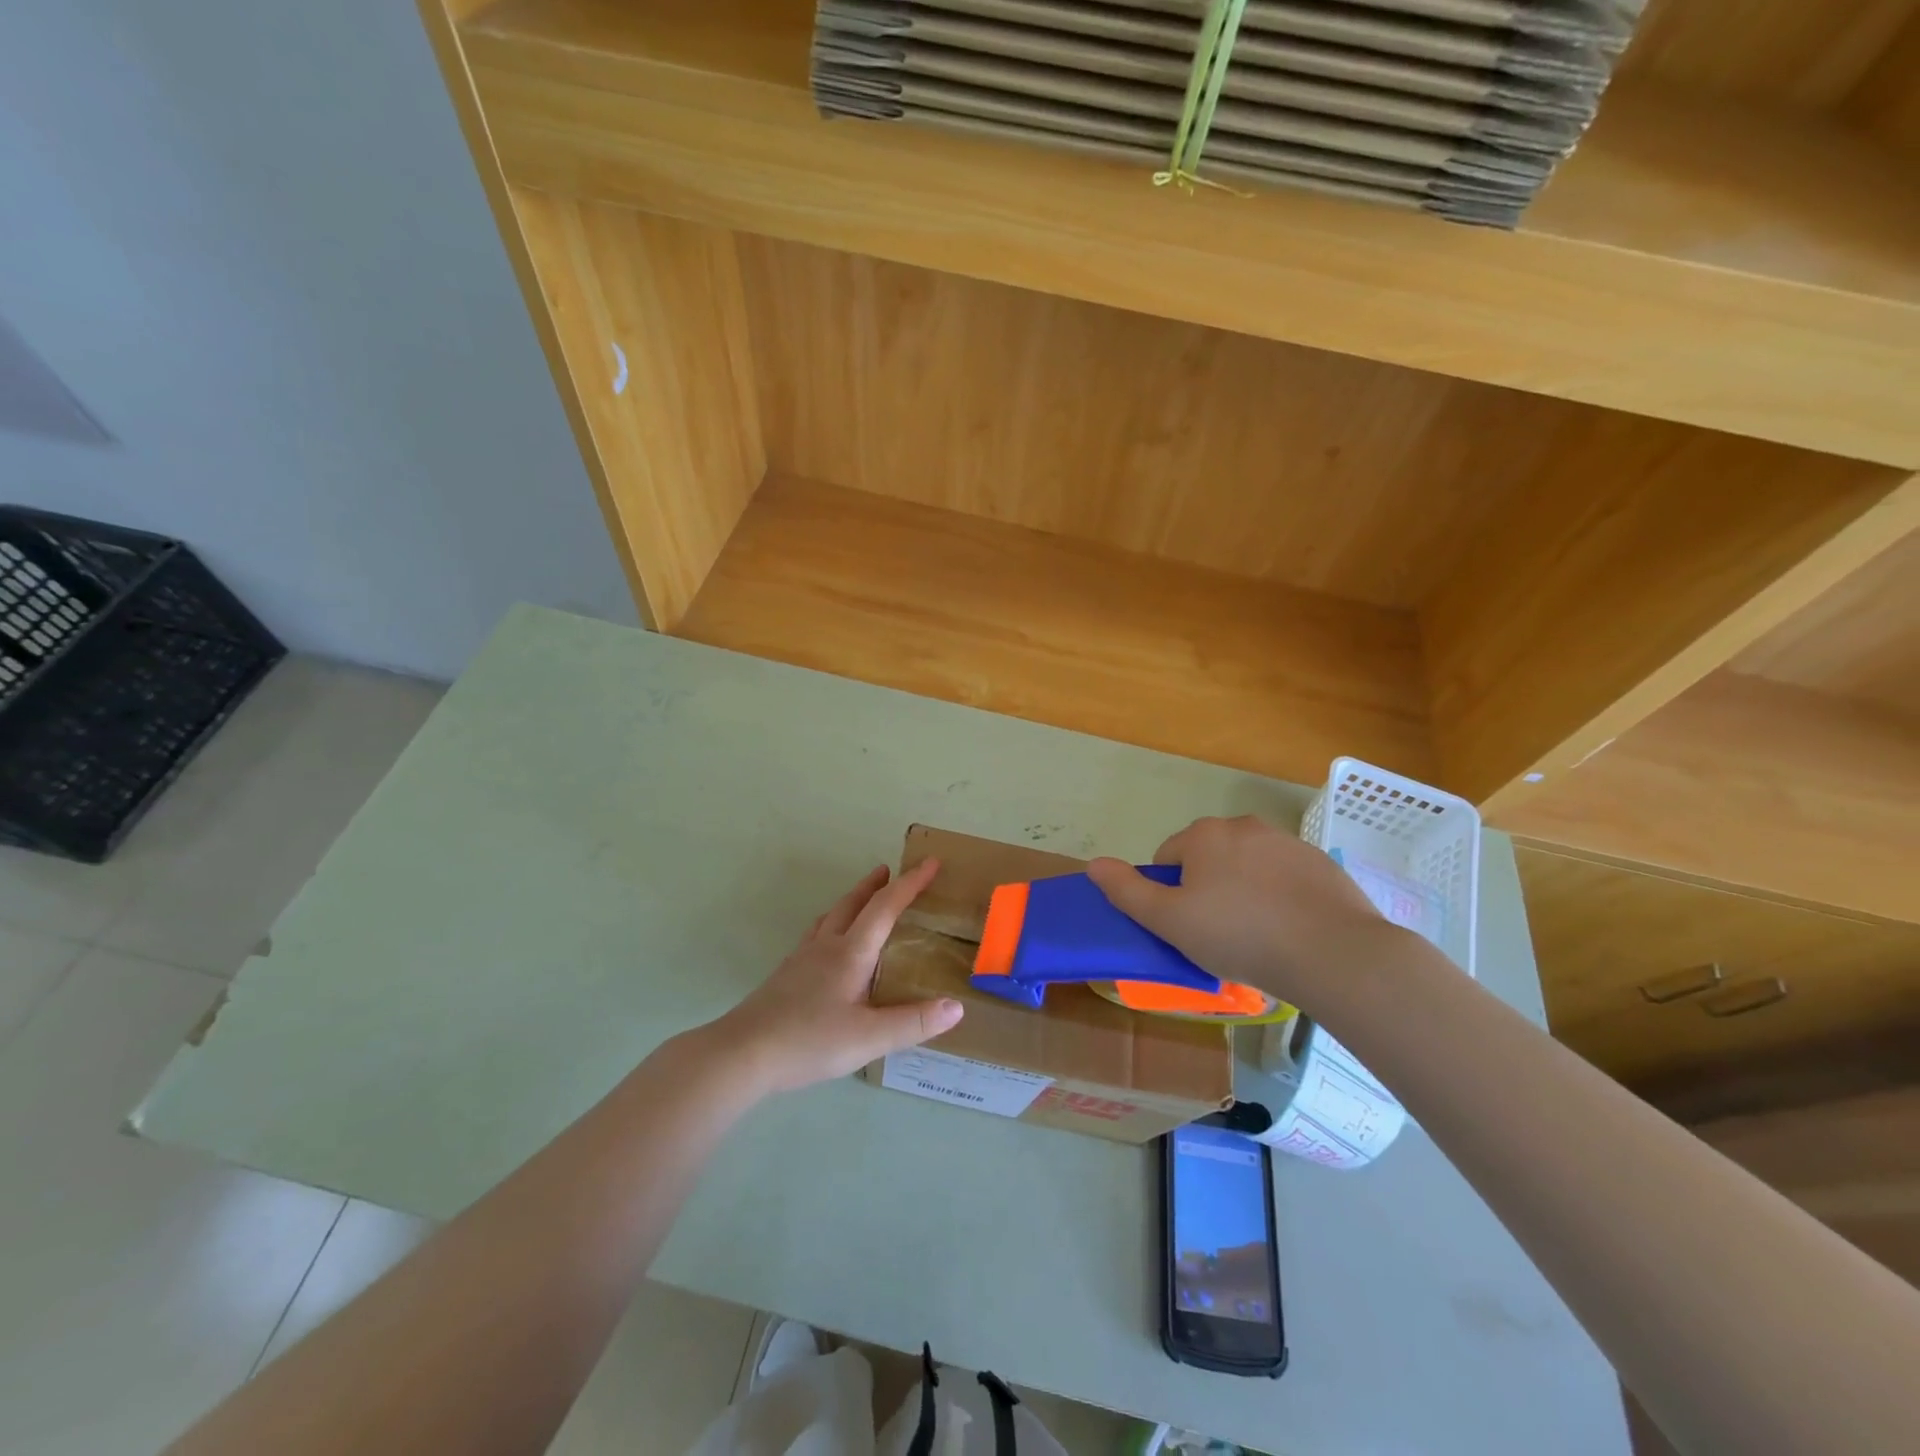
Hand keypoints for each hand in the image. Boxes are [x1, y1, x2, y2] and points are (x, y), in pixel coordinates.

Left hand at [712, 859, 963, 1095]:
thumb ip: (913, 1022)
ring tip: (862, 899)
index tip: (930, 864)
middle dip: (876, 885)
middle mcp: (826, 946)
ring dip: (852, 901)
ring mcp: (801, 959)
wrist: (743, 1053)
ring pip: (831, 917)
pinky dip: (832, 925)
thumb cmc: (809, 1041)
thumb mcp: (869, 1038)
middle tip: (890, 870)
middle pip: (853, 904)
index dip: (910, 884)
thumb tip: (956, 1007)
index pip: (886, 907)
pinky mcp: (786, 975)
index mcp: (851, 953)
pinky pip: (816, 935)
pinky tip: (827, 945)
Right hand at [1086, 815, 1403, 1002]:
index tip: (1186, 927)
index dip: (1169, 895)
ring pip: (1248, 868)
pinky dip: (1280, 898)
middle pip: (1208, 859)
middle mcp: (1244, 826)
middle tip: (1217, 935)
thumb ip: (1127, 891)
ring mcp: (1287, 843)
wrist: (1333, 953)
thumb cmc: (1239, 935)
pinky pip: (1285, 879)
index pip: (1167, 858)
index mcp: (1204, 835)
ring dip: (1243, 893)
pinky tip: (1289, 932)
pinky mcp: (1321, 864)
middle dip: (1207, 891)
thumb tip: (1093, 864)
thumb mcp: (1169, 920)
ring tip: (1256, 938)